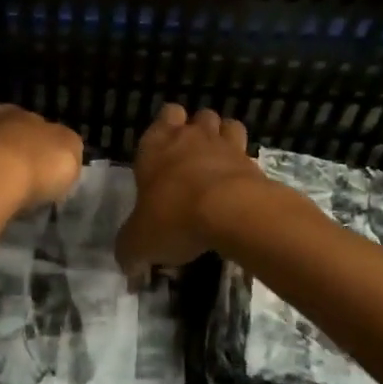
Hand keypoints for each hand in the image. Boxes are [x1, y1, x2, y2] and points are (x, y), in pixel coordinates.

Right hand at [116, 104, 264, 274]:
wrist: (230, 212)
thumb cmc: (173, 217)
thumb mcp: (139, 242)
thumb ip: (131, 251)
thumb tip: (129, 267)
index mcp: (155, 145)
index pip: (163, 116)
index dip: (166, 128)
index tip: (163, 152)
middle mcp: (190, 137)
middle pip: (197, 116)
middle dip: (195, 130)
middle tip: (190, 160)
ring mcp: (225, 146)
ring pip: (225, 125)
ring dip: (223, 139)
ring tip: (217, 166)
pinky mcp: (253, 162)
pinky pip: (248, 152)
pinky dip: (244, 164)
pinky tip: (238, 185)